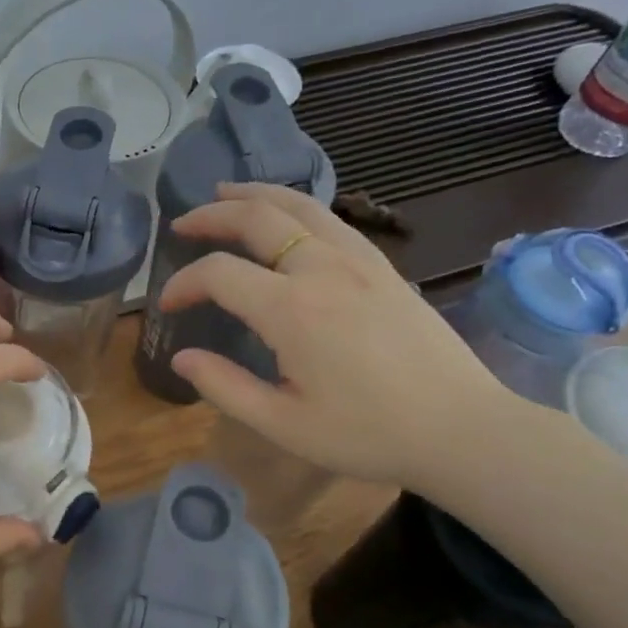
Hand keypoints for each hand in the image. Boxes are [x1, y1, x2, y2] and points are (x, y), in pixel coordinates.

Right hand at [159, 182, 510, 486]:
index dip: (184, 282)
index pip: (219, 274)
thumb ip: (225, 387)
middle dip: (212, 216)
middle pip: (257, 218)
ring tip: (226, 192)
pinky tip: (287, 218)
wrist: (460, 428)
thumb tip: (182, 357)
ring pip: (299, 206)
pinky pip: (331, 219)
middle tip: (183, 224)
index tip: (167, 304)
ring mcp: (359, 261)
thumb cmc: (367, 434)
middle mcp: (322, 270)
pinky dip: (296, 207)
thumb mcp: (282, 424)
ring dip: (255, 195)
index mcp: (291, 310)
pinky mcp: (383, 267)